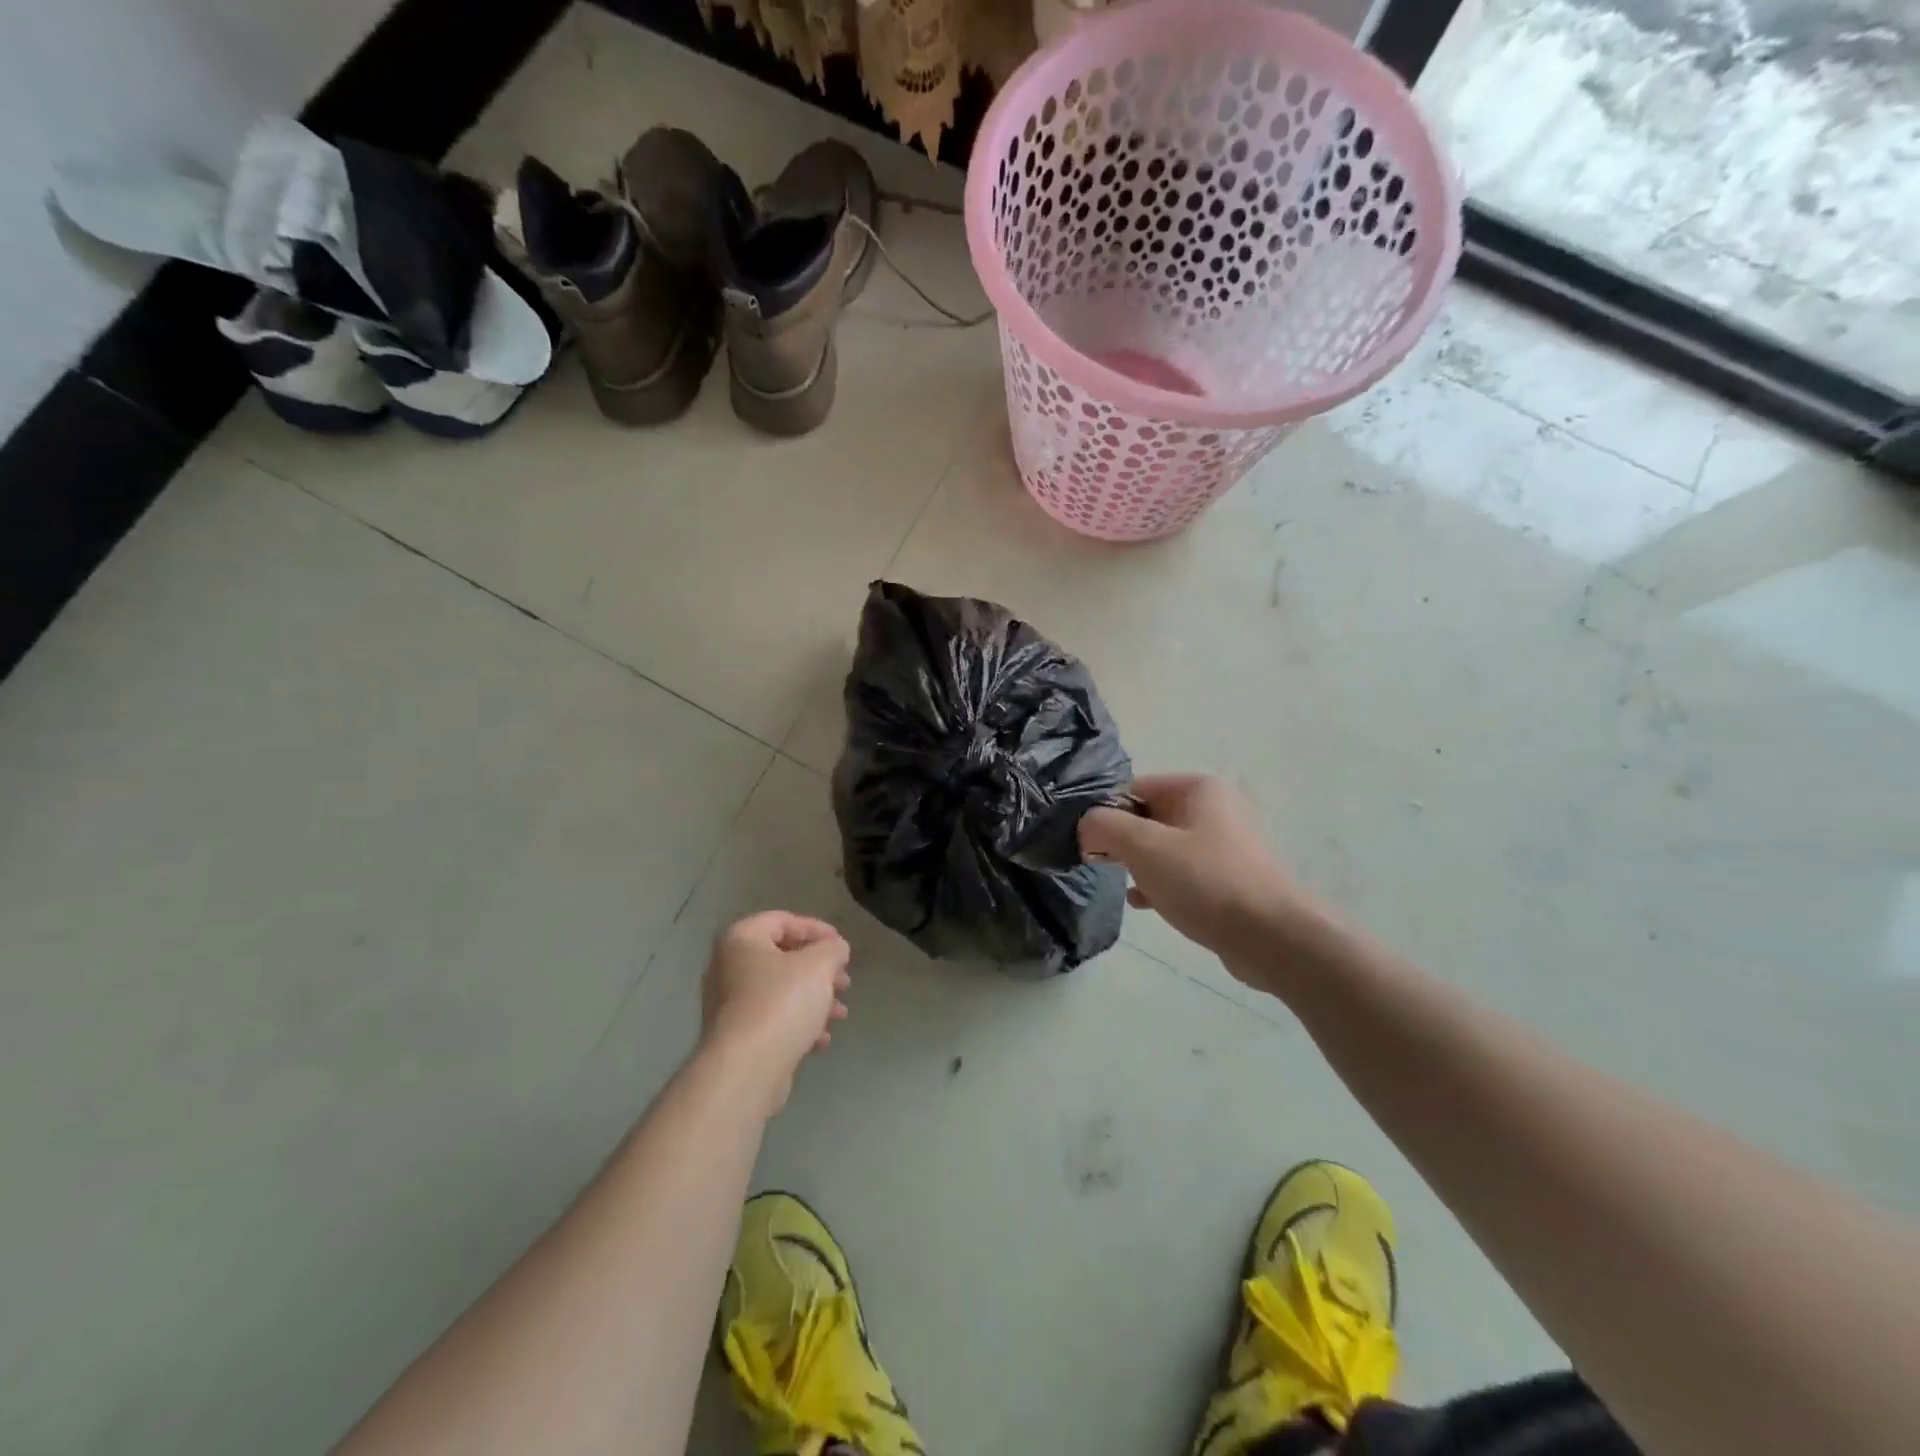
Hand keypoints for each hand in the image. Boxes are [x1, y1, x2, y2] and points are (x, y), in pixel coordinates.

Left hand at [700, 911, 850, 1113]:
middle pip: (783, 957)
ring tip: (840, 1013)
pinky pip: (772, 1019)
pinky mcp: (736, 1036)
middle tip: (844, 981)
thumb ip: (833, 948)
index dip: (816, 929)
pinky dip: (798, 1023)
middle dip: (819, 969)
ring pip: (781, 990)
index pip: (783, 920)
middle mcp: (728, 966)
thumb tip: (835, 948)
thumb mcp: (819, 965)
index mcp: (741, 939)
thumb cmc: (781, 1003)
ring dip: (814, 998)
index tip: (842, 946)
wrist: (746, 1070)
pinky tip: (821, 1039)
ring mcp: (729, 1004)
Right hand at [1079, 775, 1310, 973]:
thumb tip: (1086, 826)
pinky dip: (1159, 883)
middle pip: (1146, 817)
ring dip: (1137, 865)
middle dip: (1120, 841)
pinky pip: (1180, 872)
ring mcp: (1222, 844)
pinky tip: (1144, 904)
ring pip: (1161, 847)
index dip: (1104, 814)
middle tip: (1100, 865)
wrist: (1272, 937)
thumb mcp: (1144, 847)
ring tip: (1123, 886)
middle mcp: (1212, 808)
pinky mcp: (1225, 878)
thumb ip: (1104, 827)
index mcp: (1197, 788)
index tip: (1087, 844)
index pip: (1132, 789)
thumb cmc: (1205, 881)